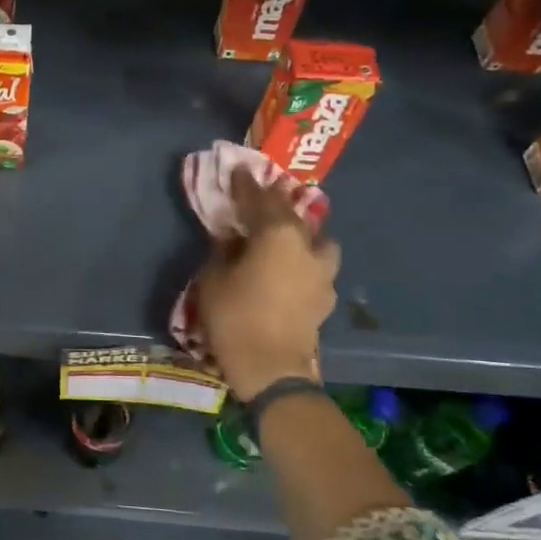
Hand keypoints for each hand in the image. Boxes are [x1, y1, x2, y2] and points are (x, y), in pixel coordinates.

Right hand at [196, 168, 339, 400]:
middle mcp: (306, 246)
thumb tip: (231, 235)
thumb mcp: (214, 278)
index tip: (238, 171)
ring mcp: (322, 273)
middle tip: (261, 196)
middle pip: (292, 214)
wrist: (271, 368)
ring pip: (318, 240)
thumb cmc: (234, 317)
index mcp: (277, 235)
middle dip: (276, 203)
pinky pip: (318, 267)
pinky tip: (293, 270)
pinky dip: (306, 261)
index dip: (247, 185)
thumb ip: (223, 250)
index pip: (260, 199)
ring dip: (303, 233)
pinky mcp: (326, 297)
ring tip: (287, 236)